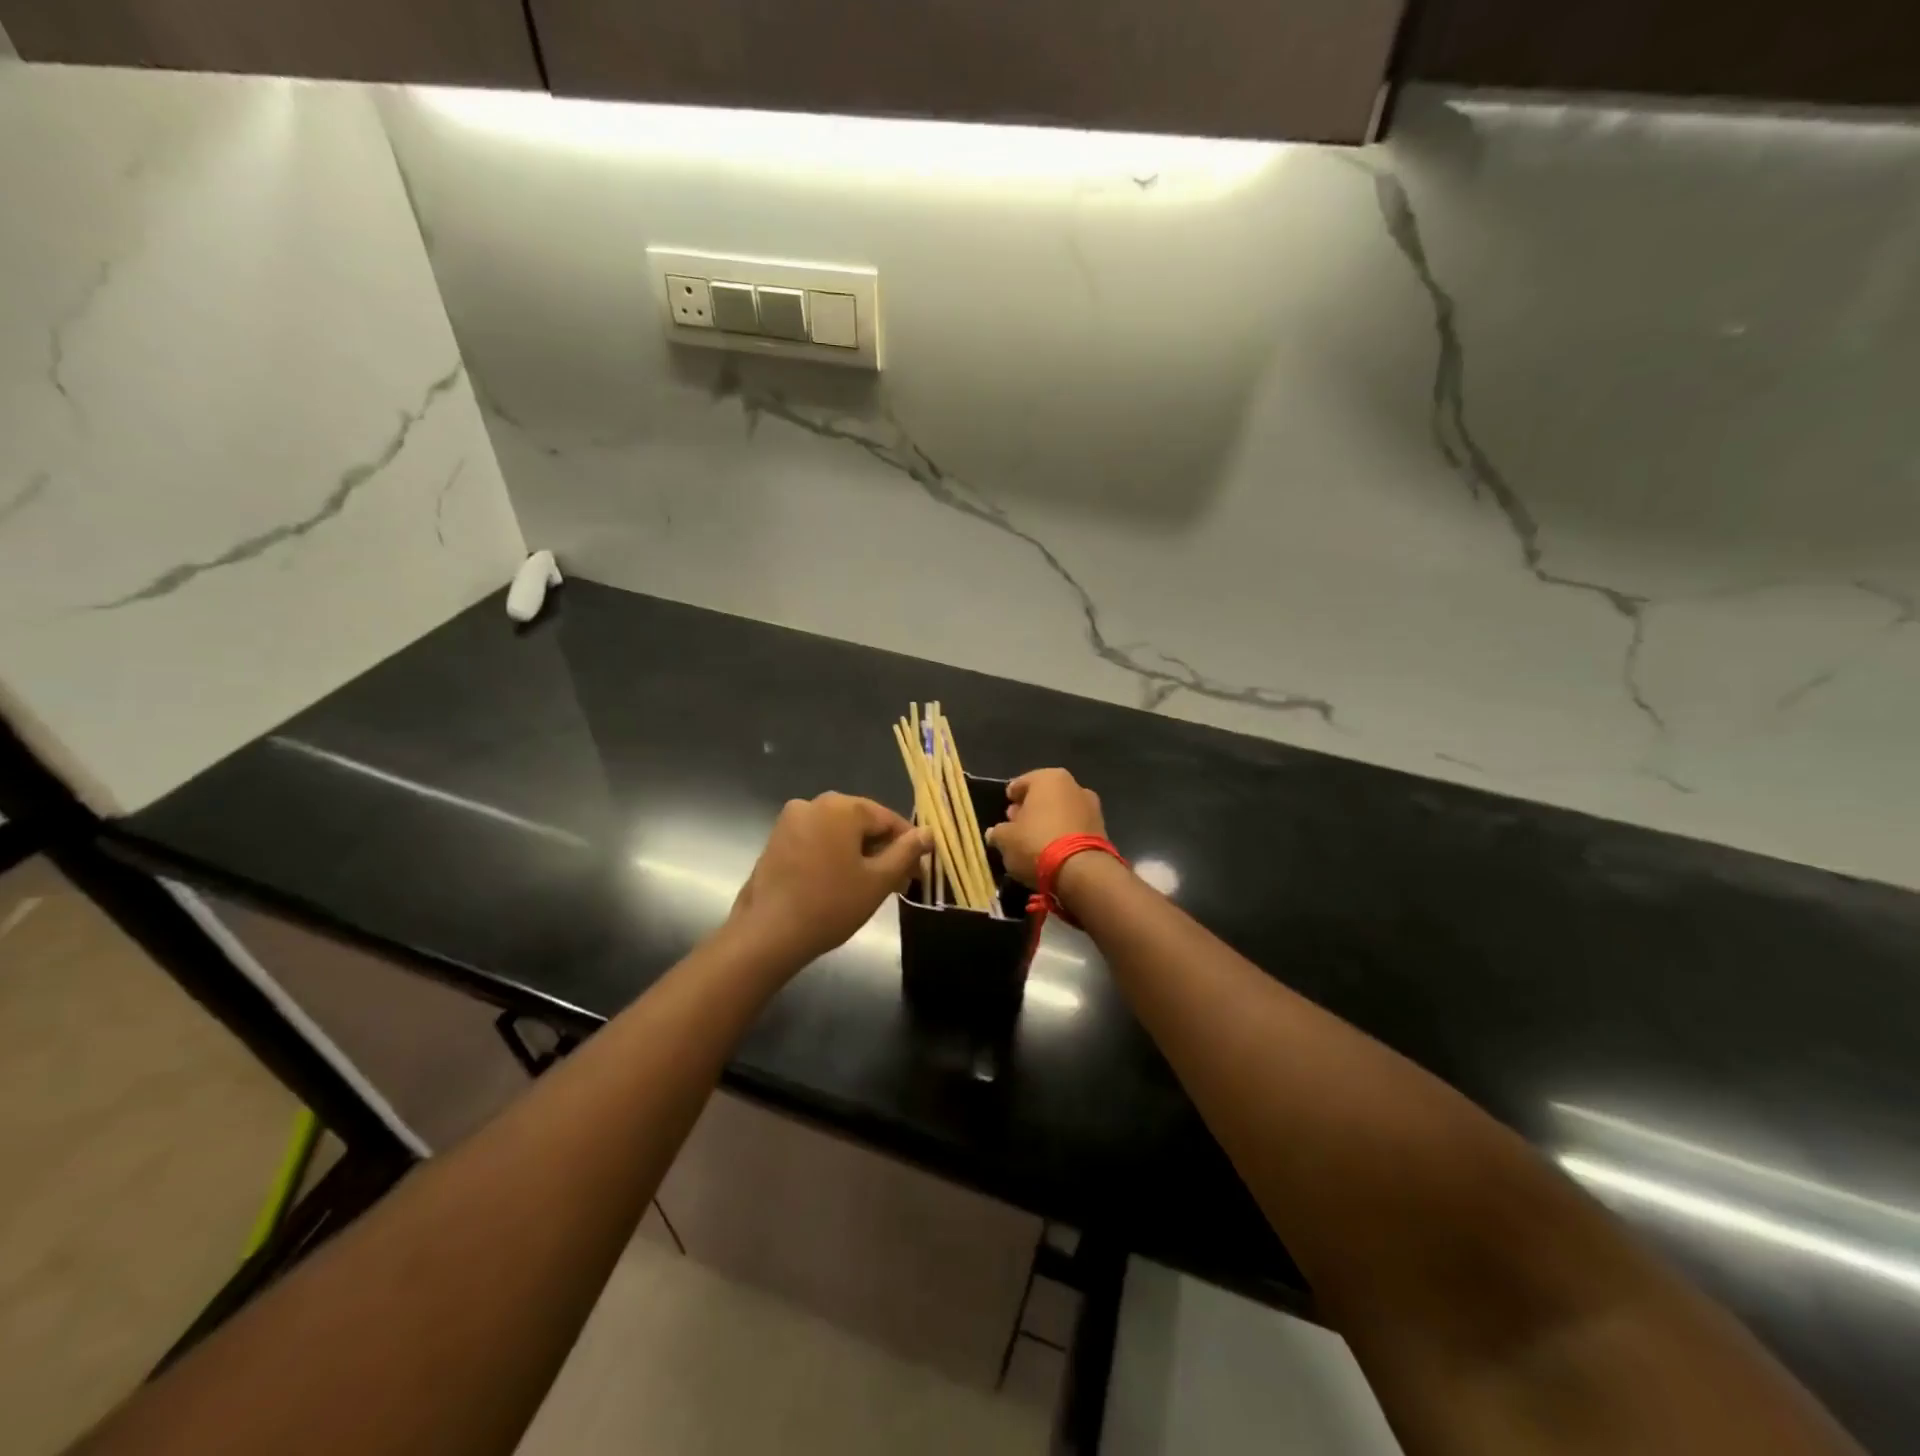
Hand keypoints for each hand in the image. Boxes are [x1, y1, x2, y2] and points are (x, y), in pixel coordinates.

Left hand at [729, 793, 930, 965]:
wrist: (767, 935)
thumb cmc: (831, 904)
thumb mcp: (878, 880)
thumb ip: (906, 852)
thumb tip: (928, 832)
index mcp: (841, 806)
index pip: (887, 819)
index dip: (908, 844)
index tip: (920, 872)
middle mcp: (813, 803)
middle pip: (861, 823)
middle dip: (883, 850)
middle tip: (899, 883)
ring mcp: (790, 821)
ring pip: (838, 833)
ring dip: (859, 855)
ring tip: (873, 887)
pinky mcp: (776, 841)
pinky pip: (817, 841)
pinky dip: (834, 857)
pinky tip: (842, 884)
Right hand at [984, 768, 1104, 886]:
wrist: (1082, 871)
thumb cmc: (1037, 844)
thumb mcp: (1006, 840)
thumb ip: (998, 832)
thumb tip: (995, 833)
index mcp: (1048, 778)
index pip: (1021, 783)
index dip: (1011, 798)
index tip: (1004, 813)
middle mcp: (1073, 785)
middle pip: (1044, 796)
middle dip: (1030, 809)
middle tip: (1017, 826)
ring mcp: (1091, 806)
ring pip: (1061, 811)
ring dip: (1048, 822)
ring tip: (1034, 842)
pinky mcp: (1102, 829)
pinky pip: (1074, 828)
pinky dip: (1063, 834)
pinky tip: (1053, 850)